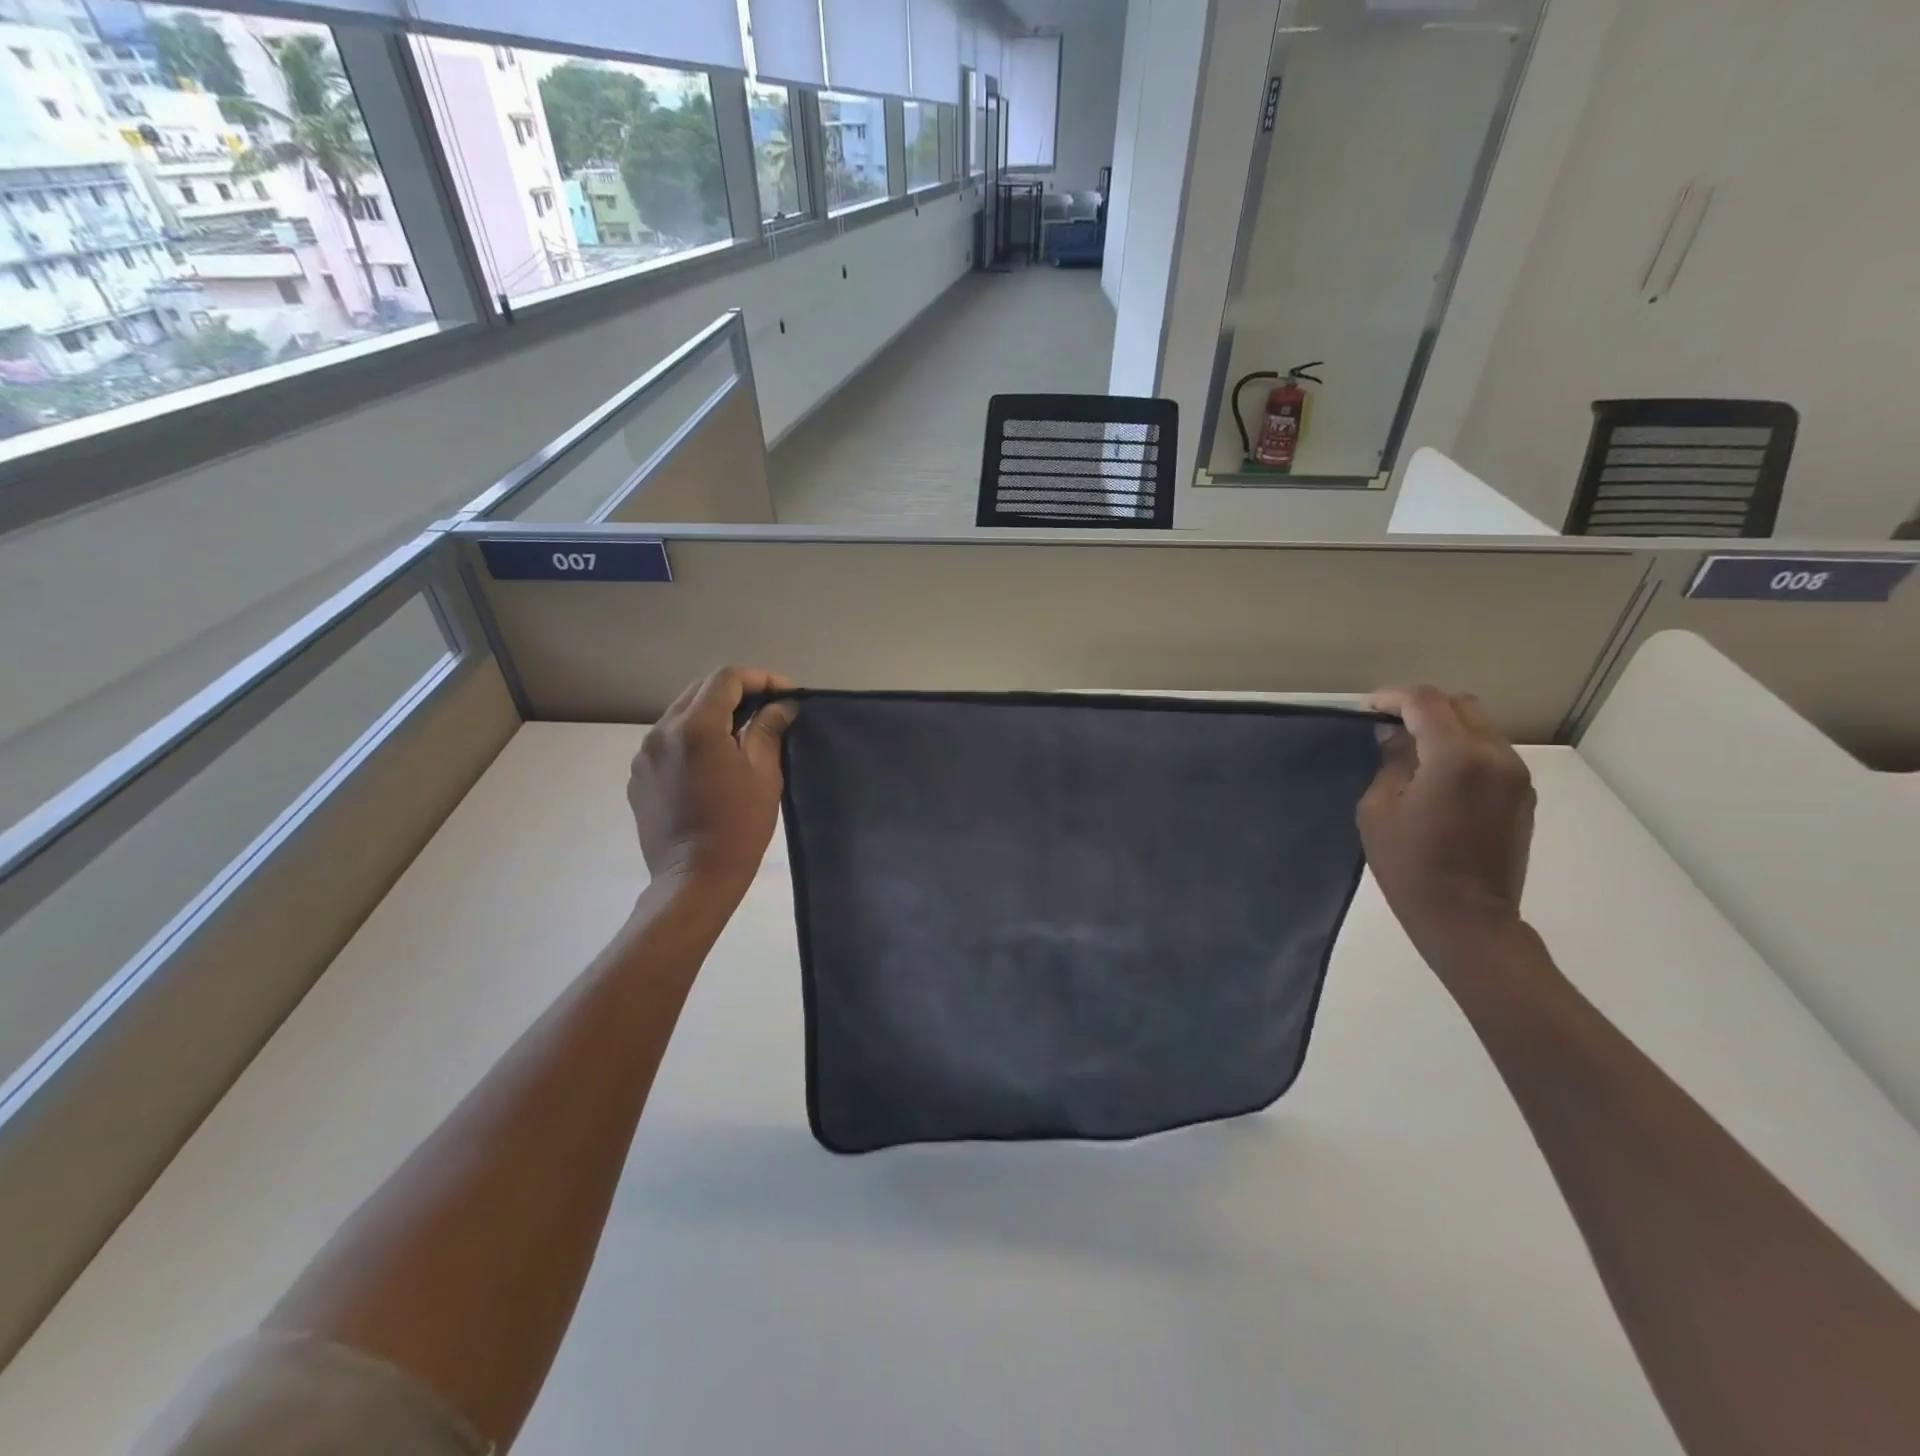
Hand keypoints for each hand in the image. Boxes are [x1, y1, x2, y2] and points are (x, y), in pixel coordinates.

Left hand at [628, 668, 797, 902]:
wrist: (694, 879)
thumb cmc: (738, 826)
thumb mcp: (764, 775)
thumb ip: (768, 730)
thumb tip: (781, 705)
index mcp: (696, 727)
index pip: (727, 679)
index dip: (760, 679)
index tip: (785, 694)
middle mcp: (662, 731)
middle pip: (700, 690)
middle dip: (736, 692)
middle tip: (767, 709)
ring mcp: (644, 754)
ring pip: (680, 714)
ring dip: (712, 714)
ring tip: (740, 734)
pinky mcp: (638, 777)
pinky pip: (667, 741)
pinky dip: (692, 738)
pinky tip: (712, 762)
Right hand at [1357, 686, 1535, 967]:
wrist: (1466, 918)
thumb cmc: (1410, 865)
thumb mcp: (1378, 809)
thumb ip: (1391, 763)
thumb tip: (1397, 738)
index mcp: (1456, 757)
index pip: (1425, 702)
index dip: (1392, 698)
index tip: (1368, 710)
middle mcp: (1496, 756)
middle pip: (1460, 705)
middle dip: (1422, 707)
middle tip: (1389, 725)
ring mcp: (1516, 775)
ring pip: (1480, 725)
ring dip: (1445, 727)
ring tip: (1412, 749)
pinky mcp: (1523, 795)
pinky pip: (1491, 751)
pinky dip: (1463, 748)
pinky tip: (1437, 772)